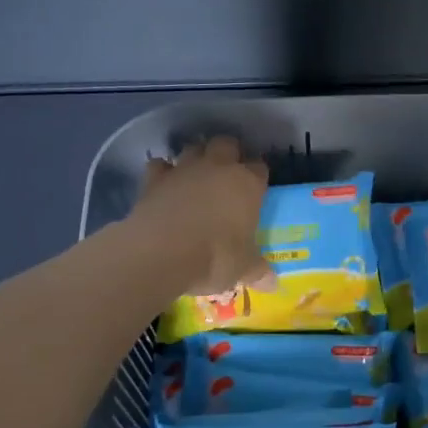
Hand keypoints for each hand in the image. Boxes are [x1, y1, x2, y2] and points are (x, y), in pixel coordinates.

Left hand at [130, 138, 273, 296]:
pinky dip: (163, 172)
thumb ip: (258, 270)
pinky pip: (160, 166)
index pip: (260, 167)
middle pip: (227, 144)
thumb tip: (273, 284)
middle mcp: (218, 168)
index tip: (257, 188)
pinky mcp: (154, 179)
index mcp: (248, 183)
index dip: (258, 176)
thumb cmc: (215, 257)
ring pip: (193, 148)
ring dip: (196, 157)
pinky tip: (165, 186)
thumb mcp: (243, 268)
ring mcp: (184, 169)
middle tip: (227, 174)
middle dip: (228, 153)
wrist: (161, 253)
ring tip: (196, 177)